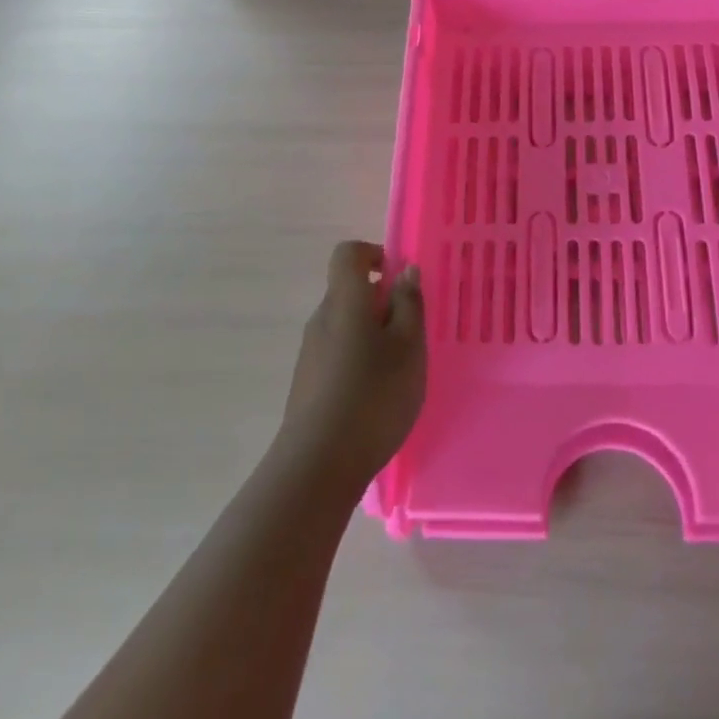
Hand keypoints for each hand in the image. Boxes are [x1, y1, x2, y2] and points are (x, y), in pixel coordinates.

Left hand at [277, 242, 425, 495]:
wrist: (318, 465)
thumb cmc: (373, 395)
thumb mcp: (409, 346)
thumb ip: (409, 304)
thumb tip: (404, 270)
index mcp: (345, 300)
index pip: (349, 254)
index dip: (374, 255)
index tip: (399, 280)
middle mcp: (321, 319)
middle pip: (349, 291)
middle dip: (381, 303)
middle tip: (411, 334)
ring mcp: (310, 353)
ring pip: (345, 325)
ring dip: (372, 335)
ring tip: (398, 371)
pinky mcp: (307, 383)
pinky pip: (337, 354)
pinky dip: (359, 361)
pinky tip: (376, 396)